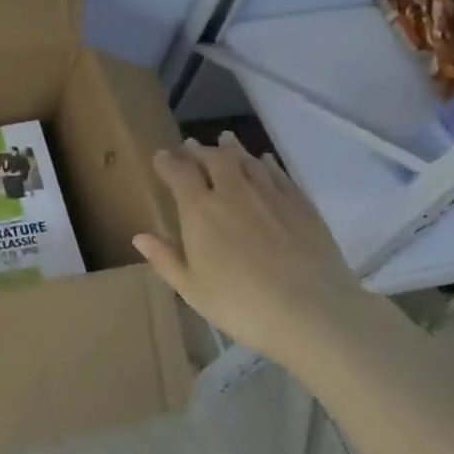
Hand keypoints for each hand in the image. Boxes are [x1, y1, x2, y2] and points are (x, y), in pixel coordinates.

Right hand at [132, 134, 374, 363]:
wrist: (313, 313)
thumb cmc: (242, 305)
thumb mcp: (193, 291)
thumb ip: (166, 259)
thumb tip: (140, 237)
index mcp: (200, 210)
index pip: (178, 172)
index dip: (167, 162)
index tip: (161, 158)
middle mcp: (232, 191)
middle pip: (213, 158)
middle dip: (198, 150)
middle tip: (191, 148)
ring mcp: (269, 194)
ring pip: (246, 159)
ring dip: (231, 148)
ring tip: (225, 140)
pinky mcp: (300, 203)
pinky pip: (278, 172)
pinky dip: (265, 162)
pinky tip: (263, 161)